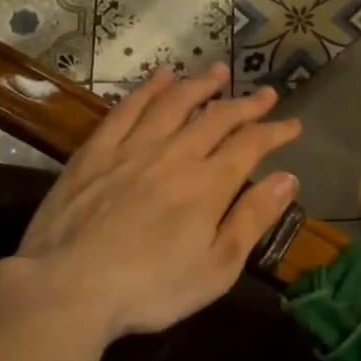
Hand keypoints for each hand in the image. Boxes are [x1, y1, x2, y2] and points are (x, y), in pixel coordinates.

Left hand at [0, 64, 300, 342]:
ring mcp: (131, 149)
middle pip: (216, 118)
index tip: (293, 125)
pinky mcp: (94, 153)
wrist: (67, 288)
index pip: (251, 145)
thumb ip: (252, 219)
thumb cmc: (151, 289)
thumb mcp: (217, 267)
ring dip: (199, 85)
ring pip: (173, 104)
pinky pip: (126, 110)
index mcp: (208, 185)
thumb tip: (288, 178)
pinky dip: (147, 90)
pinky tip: (159, 78)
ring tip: (218, 71)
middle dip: (246, 104)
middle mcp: (174, 155)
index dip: (275, 132)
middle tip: (266, 94)